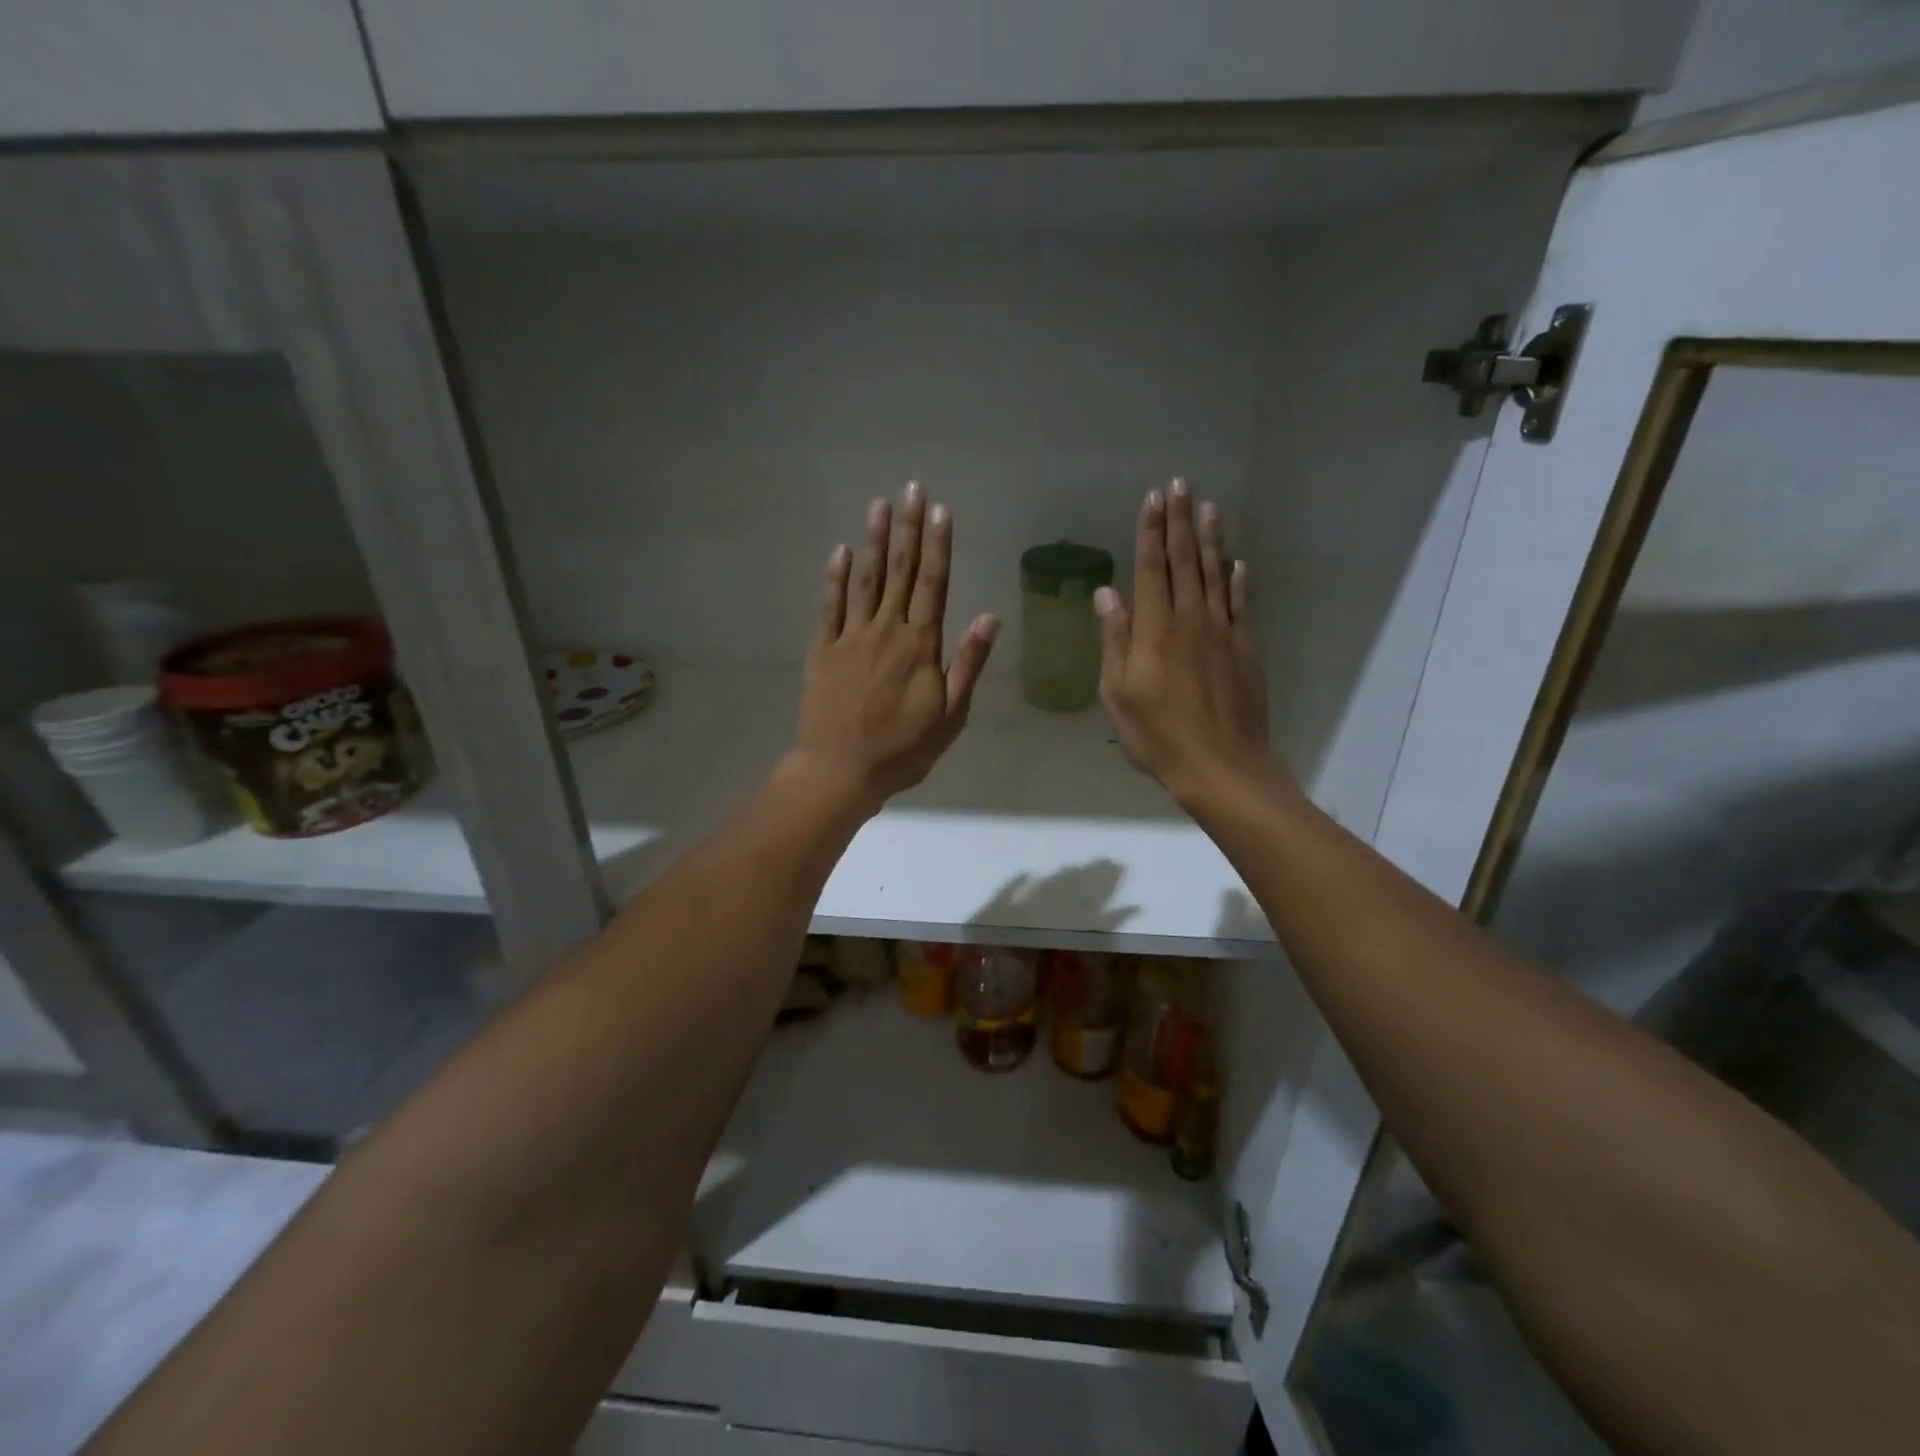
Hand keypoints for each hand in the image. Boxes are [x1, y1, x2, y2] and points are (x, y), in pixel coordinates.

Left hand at [792, 482, 998, 814]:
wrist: (840, 770)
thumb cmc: (903, 748)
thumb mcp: (950, 714)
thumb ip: (968, 663)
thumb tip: (988, 616)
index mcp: (920, 645)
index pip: (933, 584)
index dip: (938, 545)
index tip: (941, 511)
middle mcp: (886, 631)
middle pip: (900, 571)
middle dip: (908, 528)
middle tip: (912, 488)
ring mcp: (851, 637)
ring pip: (865, 580)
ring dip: (873, 540)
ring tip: (879, 504)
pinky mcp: (823, 649)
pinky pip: (830, 605)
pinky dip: (835, 577)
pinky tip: (840, 550)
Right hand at [1096, 479, 1280, 808]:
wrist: (1222, 767)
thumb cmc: (1158, 735)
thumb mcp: (1118, 694)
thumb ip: (1115, 640)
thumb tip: (1107, 593)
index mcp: (1155, 631)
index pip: (1152, 569)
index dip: (1151, 532)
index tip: (1152, 499)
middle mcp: (1191, 620)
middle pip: (1186, 562)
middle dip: (1180, 521)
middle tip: (1180, 485)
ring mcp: (1223, 633)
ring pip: (1216, 575)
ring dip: (1211, 539)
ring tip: (1208, 506)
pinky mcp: (1246, 650)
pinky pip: (1242, 605)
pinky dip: (1240, 581)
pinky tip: (1239, 563)